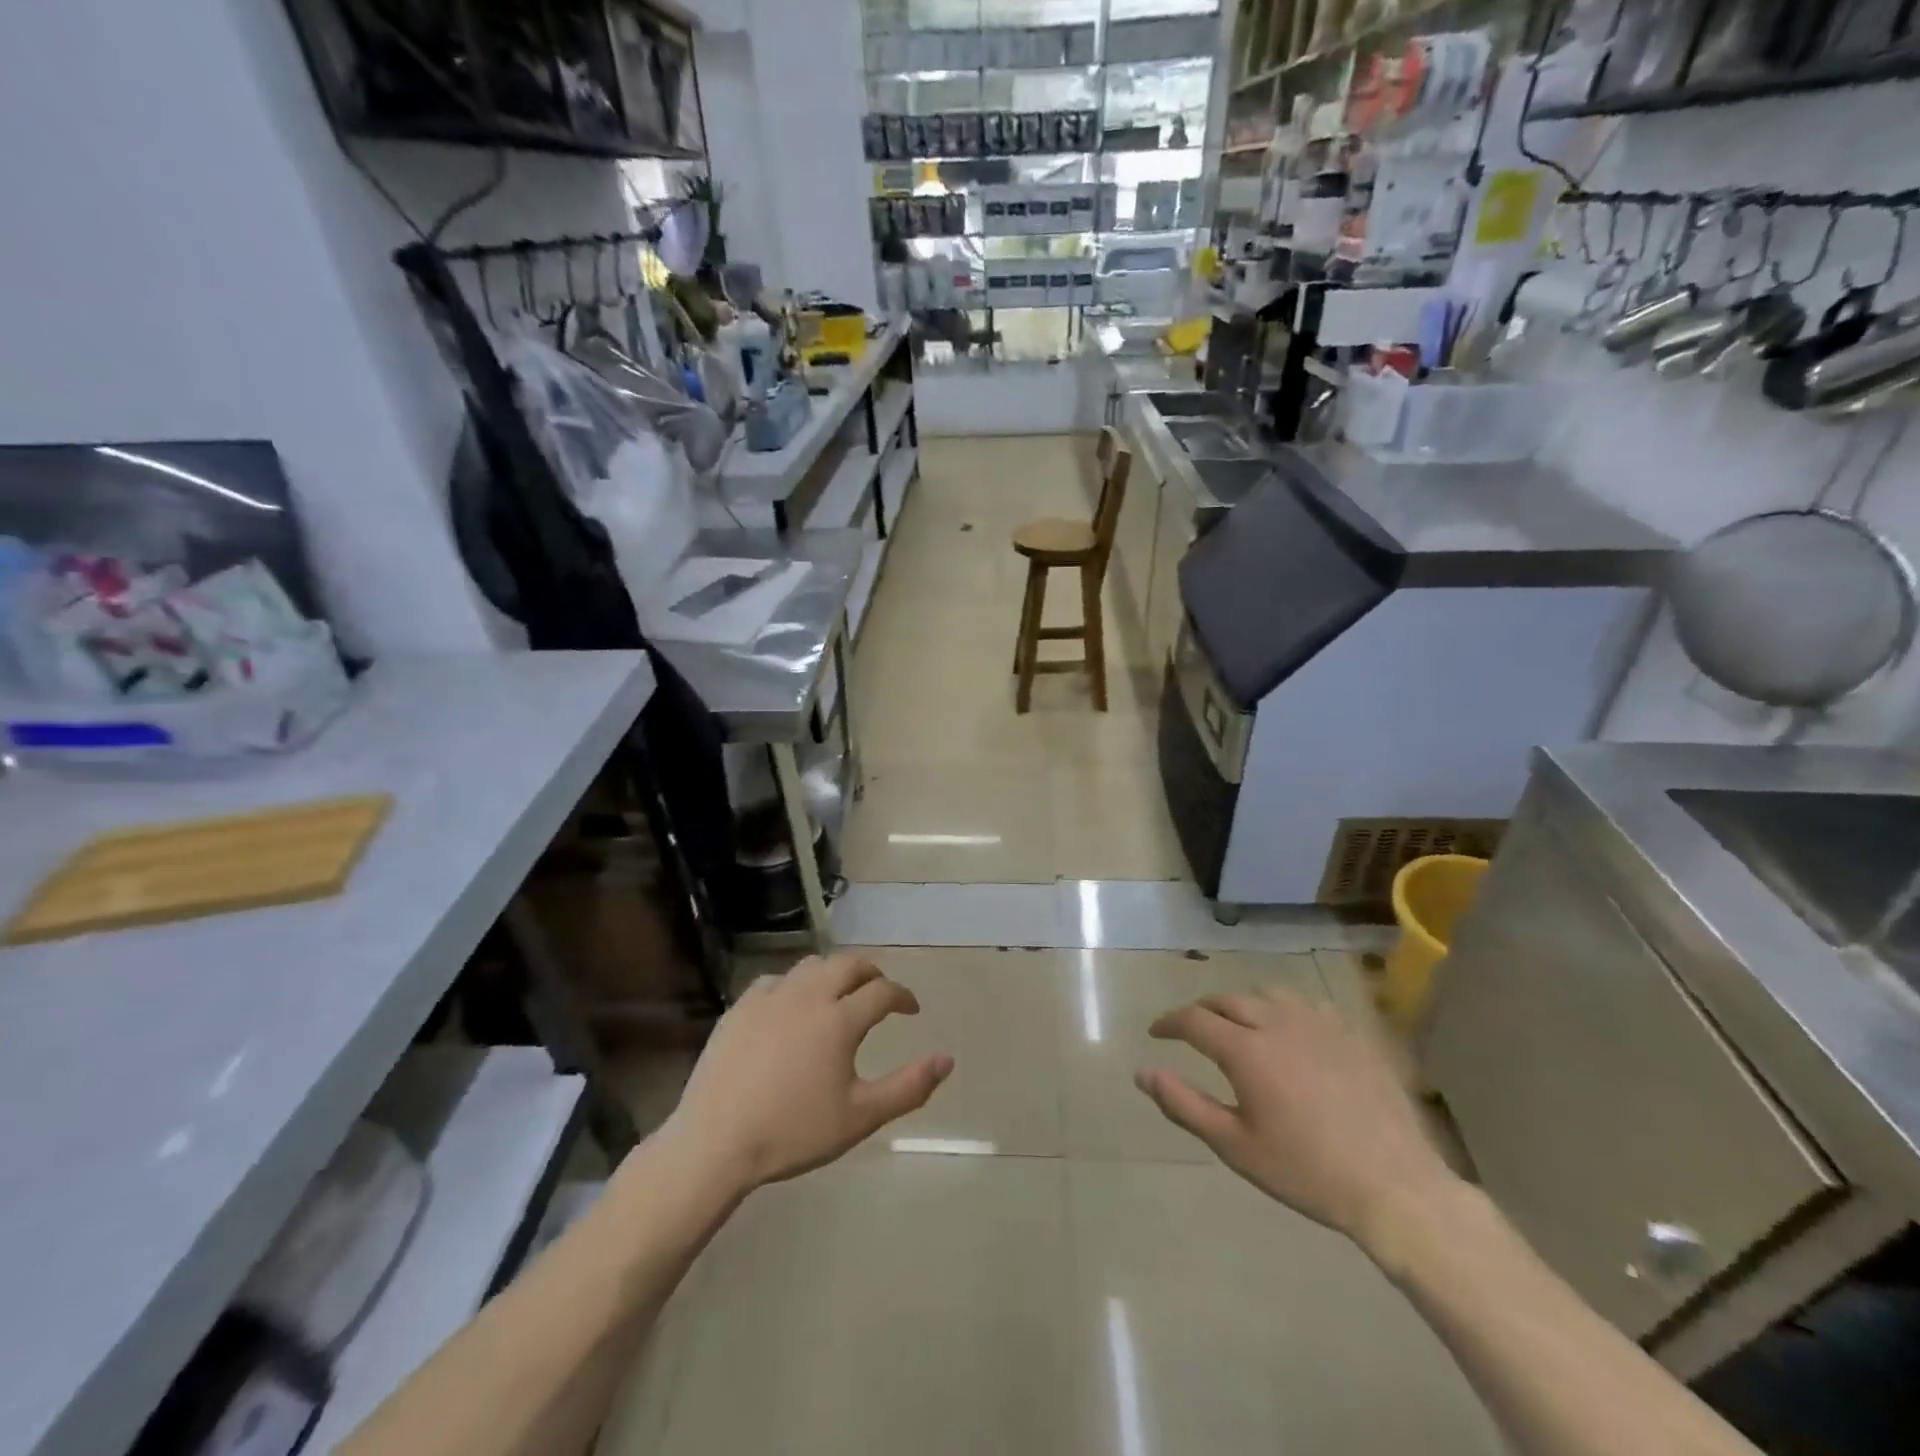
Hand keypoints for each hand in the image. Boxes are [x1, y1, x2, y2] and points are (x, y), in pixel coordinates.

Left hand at [666, 954, 953, 1191]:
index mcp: (840, 1019)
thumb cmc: (793, 1132)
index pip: (883, 992)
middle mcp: (808, 995)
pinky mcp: (740, 1006)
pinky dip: (795, 985)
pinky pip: (777, 980)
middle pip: (848, 965)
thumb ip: (909, 1087)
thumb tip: (947, 1059)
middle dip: (871, 973)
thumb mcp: (860, 1117)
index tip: (910, 1009)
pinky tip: (792, 1006)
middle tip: (879, 991)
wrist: (716, 1141)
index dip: (903, 996)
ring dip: (834, 973)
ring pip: (812, 965)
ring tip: (839, 993)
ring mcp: (770, 996)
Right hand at [1136, 989, 1457, 1250]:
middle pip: (1227, 1000)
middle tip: (1192, 1031)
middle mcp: (1277, 1022)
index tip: (1156, 1033)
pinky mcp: (1352, 1033)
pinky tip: (1290, 1033)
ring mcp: (1319, 1023)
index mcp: (1245, 1050)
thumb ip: (1183, 1104)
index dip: (1169, 1022)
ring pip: (1267, 995)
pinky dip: (1285, 1012)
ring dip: (1244, 1005)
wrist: (1395, 1186)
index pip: (1193, 1019)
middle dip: (1202, 1011)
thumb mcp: (1235, 1146)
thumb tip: (1142, 1073)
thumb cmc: (1306, 1171)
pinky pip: (1307, 1005)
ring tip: (1239, 1027)